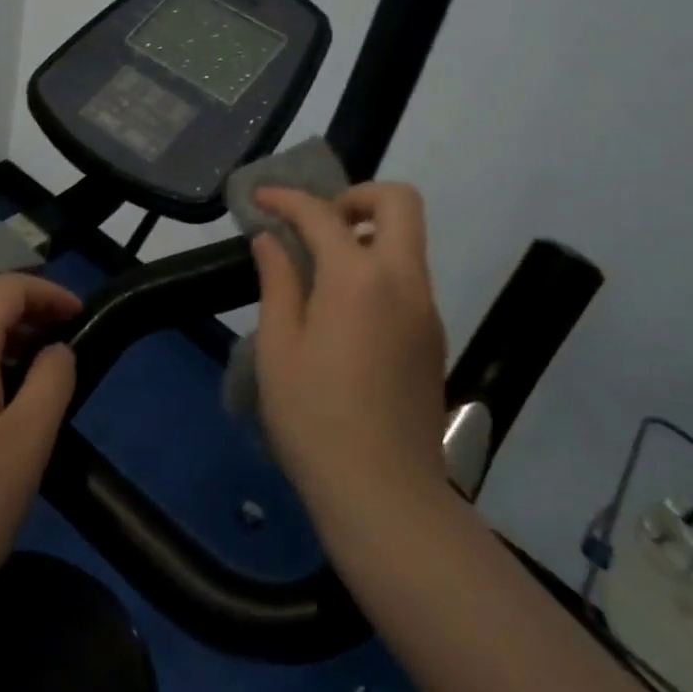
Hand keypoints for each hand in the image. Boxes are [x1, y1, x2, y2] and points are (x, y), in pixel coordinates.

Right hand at [251, 183, 450, 527]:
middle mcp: (403, 281)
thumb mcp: (279, 348)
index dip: (287, 199)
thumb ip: (277, 282)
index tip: (260, 200)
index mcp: (358, 278)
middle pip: (399, 202)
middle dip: (355, 195)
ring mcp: (426, 309)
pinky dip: (377, 267)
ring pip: (408, 240)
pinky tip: (342, 309)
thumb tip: (271, 240)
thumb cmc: (315, 419)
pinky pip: (408, 277)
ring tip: (319, 267)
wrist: (386, 496)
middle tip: (316, 224)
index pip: (322, 214)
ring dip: (367, 232)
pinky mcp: (432, 337)